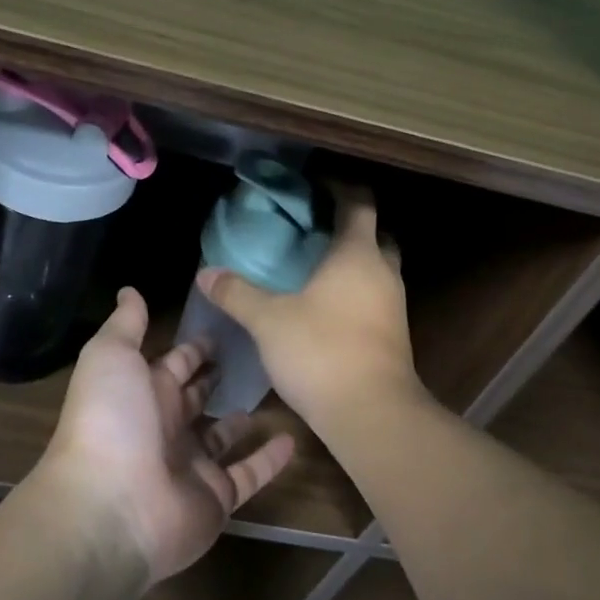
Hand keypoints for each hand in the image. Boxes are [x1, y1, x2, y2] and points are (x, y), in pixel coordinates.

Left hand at [44, 288, 294, 582]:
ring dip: (240, 419)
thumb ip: (126, 325)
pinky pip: (247, 474)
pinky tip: (293, 439)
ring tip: (273, 393)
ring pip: (221, 436)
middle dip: (215, 378)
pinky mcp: (215, 497)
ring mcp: (190, 464)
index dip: (193, 348)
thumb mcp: (111, 357)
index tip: (222, 325)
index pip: (173, 364)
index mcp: (141, 392)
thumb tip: (129, 290)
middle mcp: (164, 426)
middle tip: (253, 354)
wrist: (111, 508)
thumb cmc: (111, 421)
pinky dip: (269, 460)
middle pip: (195, 398)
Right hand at [199, 185, 420, 429]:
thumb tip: (205, 273)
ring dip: (354, 262)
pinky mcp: (394, 335)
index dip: (340, 189)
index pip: (359, 204)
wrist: (373, 414)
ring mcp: (393, 306)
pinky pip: (375, 297)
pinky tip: (326, 306)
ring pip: (377, 269)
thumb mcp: (268, 320)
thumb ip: (237, 293)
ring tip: (314, 266)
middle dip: (350, 227)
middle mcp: (383, 273)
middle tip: (314, 228)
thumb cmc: (321, 351)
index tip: (316, 185)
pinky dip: (355, 291)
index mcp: (357, 254)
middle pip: (375, 235)